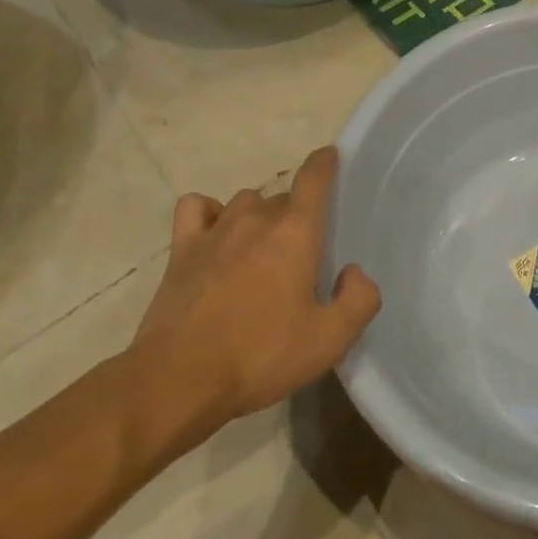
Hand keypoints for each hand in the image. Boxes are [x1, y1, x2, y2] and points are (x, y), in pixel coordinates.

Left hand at [123, 147, 380, 457]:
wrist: (178, 381)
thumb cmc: (260, 356)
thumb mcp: (328, 341)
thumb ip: (359, 300)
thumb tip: (354, 272)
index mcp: (296, 231)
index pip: (314, 177)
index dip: (325, 163)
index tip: (331, 157)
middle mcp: (258, 217)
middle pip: (283, 197)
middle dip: (296, 215)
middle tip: (300, 253)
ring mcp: (216, 230)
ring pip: (246, 202)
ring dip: (258, 216)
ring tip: (260, 248)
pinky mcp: (182, 249)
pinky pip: (197, 208)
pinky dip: (209, 212)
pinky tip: (214, 234)